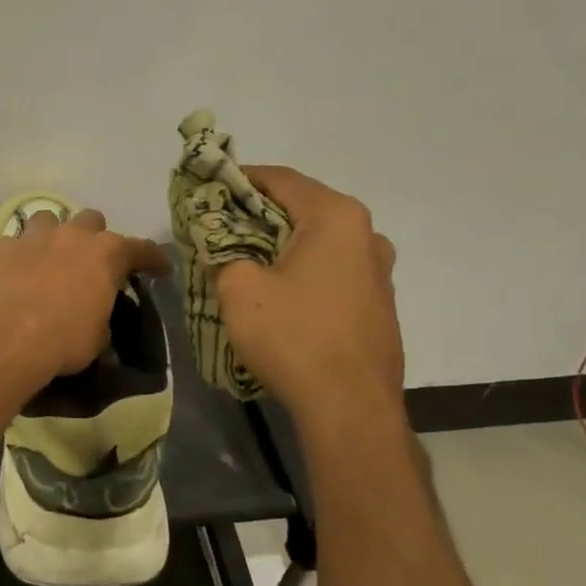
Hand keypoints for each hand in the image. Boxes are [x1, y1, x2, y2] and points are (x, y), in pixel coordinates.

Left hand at [0, 208, 172, 385]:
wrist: (3, 337)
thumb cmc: (62, 340)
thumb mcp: (96, 338)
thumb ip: (100, 318)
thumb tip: (94, 318)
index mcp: (106, 255)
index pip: (142, 249)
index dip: (153, 259)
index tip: (160, 268)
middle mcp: (72, 236)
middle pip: (91, 220)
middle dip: (94, 237)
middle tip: (91, 262)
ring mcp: (33, 237)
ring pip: (48, 219)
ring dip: (53, 235)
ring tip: (49, 258)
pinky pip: (12, 244)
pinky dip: (16, 257)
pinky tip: (13, 274)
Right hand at [214, 166, 402, 409]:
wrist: (349, 407)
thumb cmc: (293, 335)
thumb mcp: (239, 288)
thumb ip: (223, 253)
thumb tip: (221, 247)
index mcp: (335, 217)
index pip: (280, 179)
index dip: (239, 179)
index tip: (207, 187)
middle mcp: (366, 234)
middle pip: (302, 207)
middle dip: (258, 213)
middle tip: (219, 224)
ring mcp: (378, 271)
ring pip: (319, 241)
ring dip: (282, 243)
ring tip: (246, 258)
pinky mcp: (378, 303)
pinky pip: (332, 270)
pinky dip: (303, 269)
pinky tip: (279, 292)